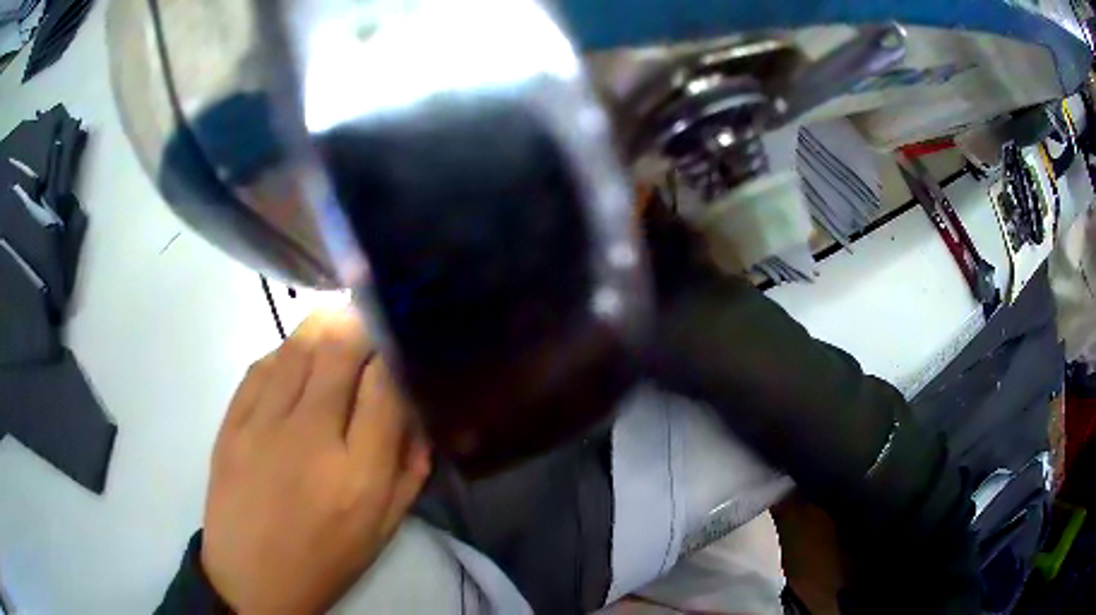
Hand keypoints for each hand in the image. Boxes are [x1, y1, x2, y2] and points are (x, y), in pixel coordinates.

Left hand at [200, 308, 430, 612]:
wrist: (250, 579)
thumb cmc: (326, 559)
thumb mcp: (384, 528)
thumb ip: (409, 469)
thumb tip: (415, 409)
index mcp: (359, 476)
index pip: (385, 385)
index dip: (396, 353)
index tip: (400, 345)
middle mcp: (310, 439)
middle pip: (340, 348)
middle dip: (362, 324)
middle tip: (371, 323)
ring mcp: (262, 424)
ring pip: (299, 344)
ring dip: (326, 326)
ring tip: (338, 327)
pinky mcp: (231, 420)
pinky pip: (263, 363)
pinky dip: (287, 351)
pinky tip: (296, 361)